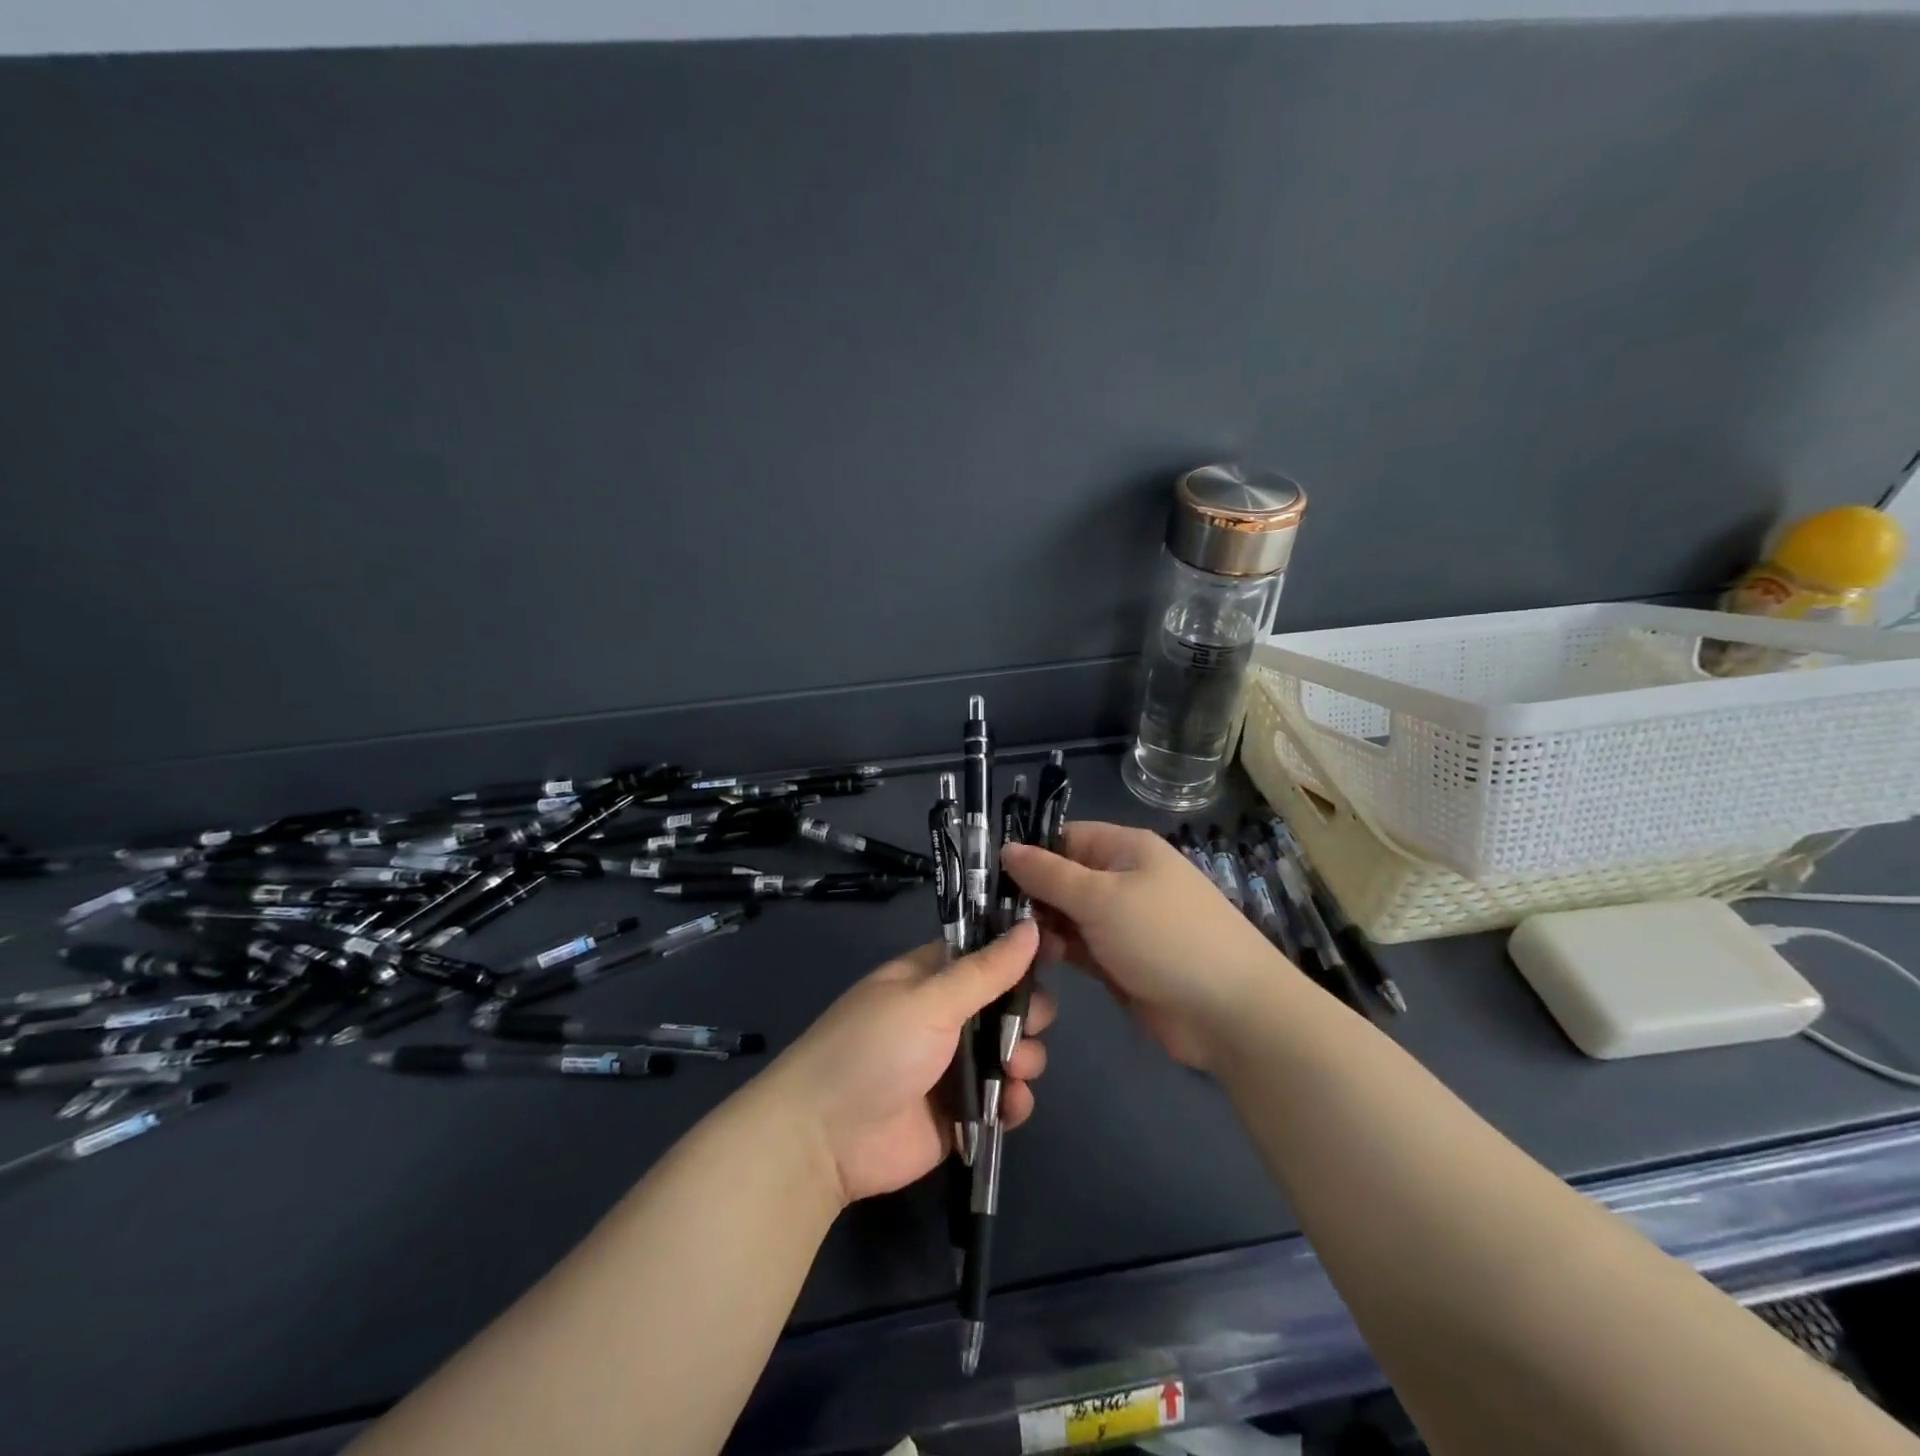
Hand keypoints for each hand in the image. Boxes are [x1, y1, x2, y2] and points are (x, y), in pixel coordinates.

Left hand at [765, 919, 1054, 1205]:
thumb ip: (985, 971)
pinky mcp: (962, 1112)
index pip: (986, 953)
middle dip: (1028, 1013)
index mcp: (931, 978)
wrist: (825, 1138)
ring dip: (1025, 1059)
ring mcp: (955, 1066)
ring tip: (1012, 1072)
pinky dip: (1014, 1101)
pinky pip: (1004, 1099)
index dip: (1021, 951)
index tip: (1058, 949)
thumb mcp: (929, 1001)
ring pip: (1013, 1051)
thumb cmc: (873, 1049)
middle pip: (1008, 1003)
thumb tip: (1031, 927)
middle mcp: (947, 1016)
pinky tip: (1009, 1105)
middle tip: (1029, 1024)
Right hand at [1001, 822, 1290, 1070]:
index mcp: (1125, 849)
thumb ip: (1050, 875)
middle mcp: (1122, 880)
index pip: (1064, 838)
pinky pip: (1079, 948)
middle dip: (1030, 896)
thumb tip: (1007, 848)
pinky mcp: (1120, 961)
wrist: (1230, 1013)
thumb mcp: (1101, 898)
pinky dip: (1058, 954)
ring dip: (1041, 929)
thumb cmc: (1164, 938)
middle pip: (1062, 878)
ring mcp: (1122, 923)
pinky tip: (1031, 965)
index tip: (987, 877)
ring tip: (1012, 946)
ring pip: (1067, 916)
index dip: (1029, 854)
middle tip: (991, 919)